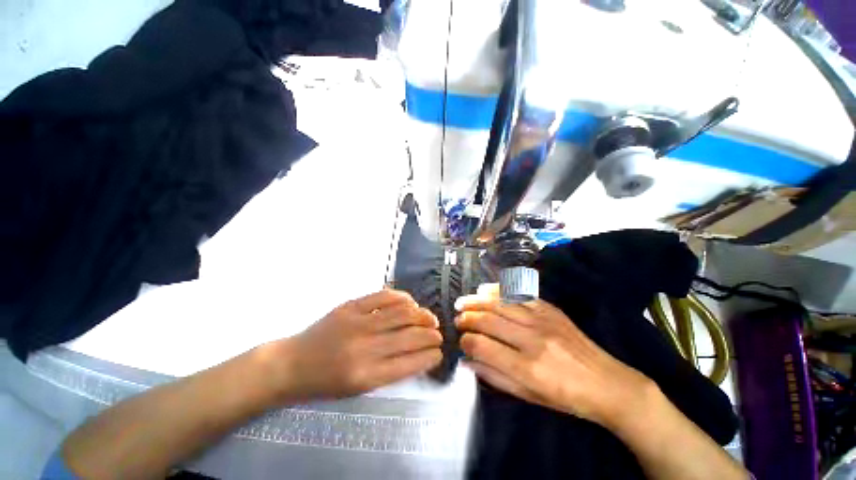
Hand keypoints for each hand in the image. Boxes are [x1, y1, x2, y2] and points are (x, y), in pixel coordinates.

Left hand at [266, 289, 442, 401]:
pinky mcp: (350, 306)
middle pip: (410, 336)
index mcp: (366, 375)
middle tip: (438, 334)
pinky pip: (384, 296)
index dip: (430, 356)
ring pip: (402, 313)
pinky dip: (402, 297)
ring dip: (422, 315)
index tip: (439, 352)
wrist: (291, 364)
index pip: (410, 363)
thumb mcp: (358, 388)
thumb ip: (390, 371)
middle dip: (431, 335)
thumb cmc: (326, 382)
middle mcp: (365, 348)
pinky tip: (410, 302)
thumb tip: (418, 354)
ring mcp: (357, 323)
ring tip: (430, 318)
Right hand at [456, 285, 655, 428]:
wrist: (608, 383)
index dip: (466, 342)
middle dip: (467, 318)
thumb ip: (495, 377)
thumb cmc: (567, 398)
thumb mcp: (529, 397)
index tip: (460, 341)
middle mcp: (532, 339)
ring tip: (462, 302)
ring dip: (477, 301)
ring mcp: (542, 320)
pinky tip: (484, 290)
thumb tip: (468, 361)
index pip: (483, 347)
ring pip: (500, 304)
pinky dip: (498, 290)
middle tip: (456, 318)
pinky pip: (518, 293)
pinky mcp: (549, 309)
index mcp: (527, 368)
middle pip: (489, 321)